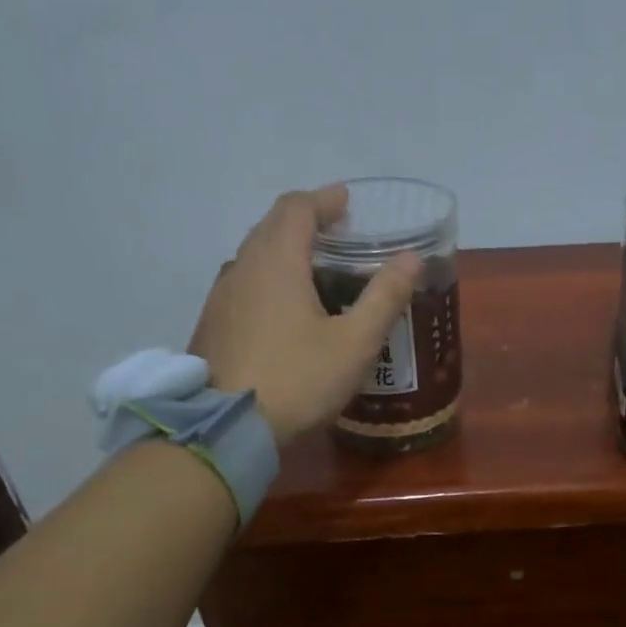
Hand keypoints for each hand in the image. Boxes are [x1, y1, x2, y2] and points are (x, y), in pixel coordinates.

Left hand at [190, 185, 420, 444]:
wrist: (227, 426)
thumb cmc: (298, 380)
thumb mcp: (354, 343)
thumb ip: (385, 297)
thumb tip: (412, 258)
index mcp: (277, 262)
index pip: (297, 208)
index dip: (324, 200)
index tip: (347, 201)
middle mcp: (242, 267)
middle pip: (272, 227)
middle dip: (305, 221)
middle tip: (337, 233)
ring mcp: (222, 297)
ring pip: (255, 256)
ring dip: (285, 251)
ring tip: (316, 269)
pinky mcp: (213, 324)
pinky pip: (245, 284)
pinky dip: (270, 278)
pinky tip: (286, 309)